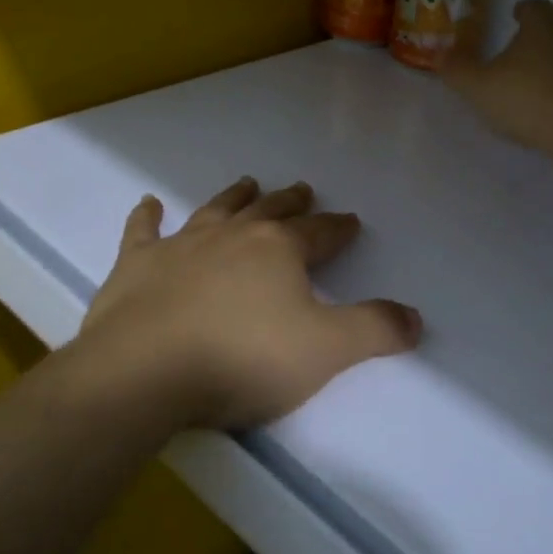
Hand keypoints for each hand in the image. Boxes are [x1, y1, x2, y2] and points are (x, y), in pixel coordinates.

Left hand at [74, 178, 421, 432]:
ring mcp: (182, 245)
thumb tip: (416, 318)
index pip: (319, 233)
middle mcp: (234, 236)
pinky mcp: (137, 265)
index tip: (350, 221)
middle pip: (270, 210)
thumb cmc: (242, 359)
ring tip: (247, 181)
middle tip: (302, 189)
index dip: (338, 228)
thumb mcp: (325, 351)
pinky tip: (148, 204)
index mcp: (280, 250)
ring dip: (235, 196)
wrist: (144, 371)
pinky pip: (143, 231)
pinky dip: (147, 216)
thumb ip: (375, 331)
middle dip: (291, 201)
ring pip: (216, 210)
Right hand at [444, 0, 552, 151]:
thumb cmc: (529, 98)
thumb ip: (458, 70)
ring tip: (546, 82)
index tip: (516, 14)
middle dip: (549, 33)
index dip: (524, 10)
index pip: (535, 7)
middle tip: (531, 48)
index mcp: (542, 27)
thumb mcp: (480, 87)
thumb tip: (440, 54)